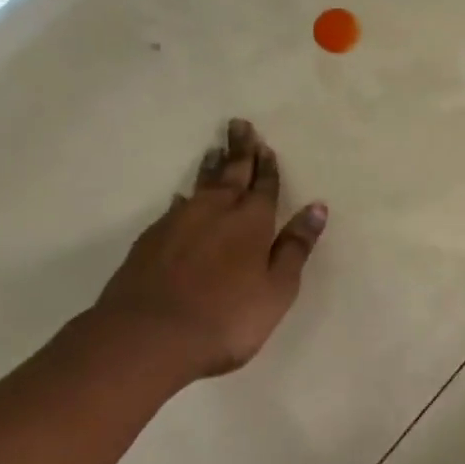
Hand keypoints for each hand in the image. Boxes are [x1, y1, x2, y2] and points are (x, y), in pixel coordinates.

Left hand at [94, 119, 327, 378]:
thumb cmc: (226, 318)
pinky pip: (175, 207)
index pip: (264, 186)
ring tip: (215, 150)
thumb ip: (296, 247)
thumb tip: (317, 207)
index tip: (266, 146)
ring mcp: (179, 223)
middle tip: (239, 125)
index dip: (267, 167)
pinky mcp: (151, 240)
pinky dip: (185, 197)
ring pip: (201, 185)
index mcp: (252, 222)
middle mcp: (216, 212)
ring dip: (211, 166)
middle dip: (239, 150)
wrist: (147, 338)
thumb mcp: (277, 289)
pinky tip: (182, 197)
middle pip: (231, 173)